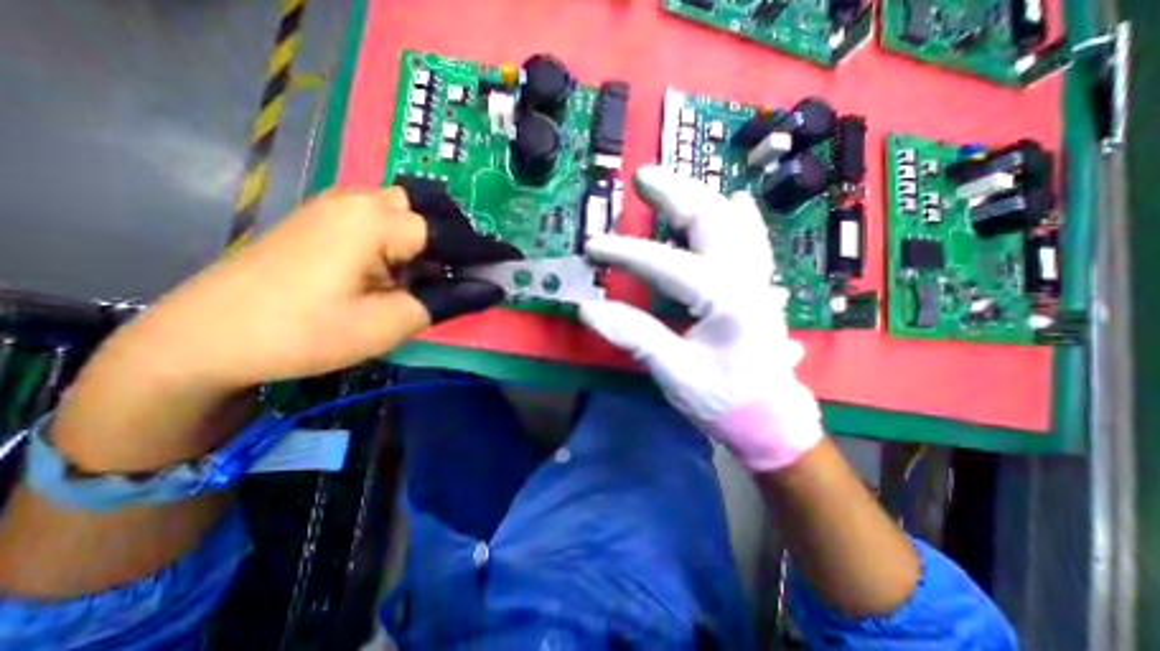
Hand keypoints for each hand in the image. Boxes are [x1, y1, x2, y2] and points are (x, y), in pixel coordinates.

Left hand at [103, 179, 519, 392]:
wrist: (204, 339)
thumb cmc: (306, 333)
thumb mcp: (391, 322)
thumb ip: (449, 299)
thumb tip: (494, 288)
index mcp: (378, 222)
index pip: (453, 233)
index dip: (489, 251)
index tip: (515, 263)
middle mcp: (361, 200)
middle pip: (432, 206)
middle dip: (459, 237)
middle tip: (467, 272)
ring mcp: (338, 205)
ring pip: (409, 208)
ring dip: (433, 236)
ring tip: (435, 273)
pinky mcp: (325, 218)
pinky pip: (384, 216)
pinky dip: (408, 238)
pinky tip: (402, 267)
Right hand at [579, 166, 822, 470]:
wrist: (769, 419)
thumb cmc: (724, 400)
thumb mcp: (676, 374)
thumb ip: (636, 337)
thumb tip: (588, 309)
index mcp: (726, 300)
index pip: (668, 264)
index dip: (626, 253)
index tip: (592, 247)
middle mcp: (747, 279)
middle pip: (711, 221)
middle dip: (675, 195)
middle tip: (643, 177)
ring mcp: (757, 279)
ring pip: (733, 222)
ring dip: (701, 197)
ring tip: (673, 183)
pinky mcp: (757, 286)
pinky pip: (752, 239)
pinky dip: (740, 216)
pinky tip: (735, 200)